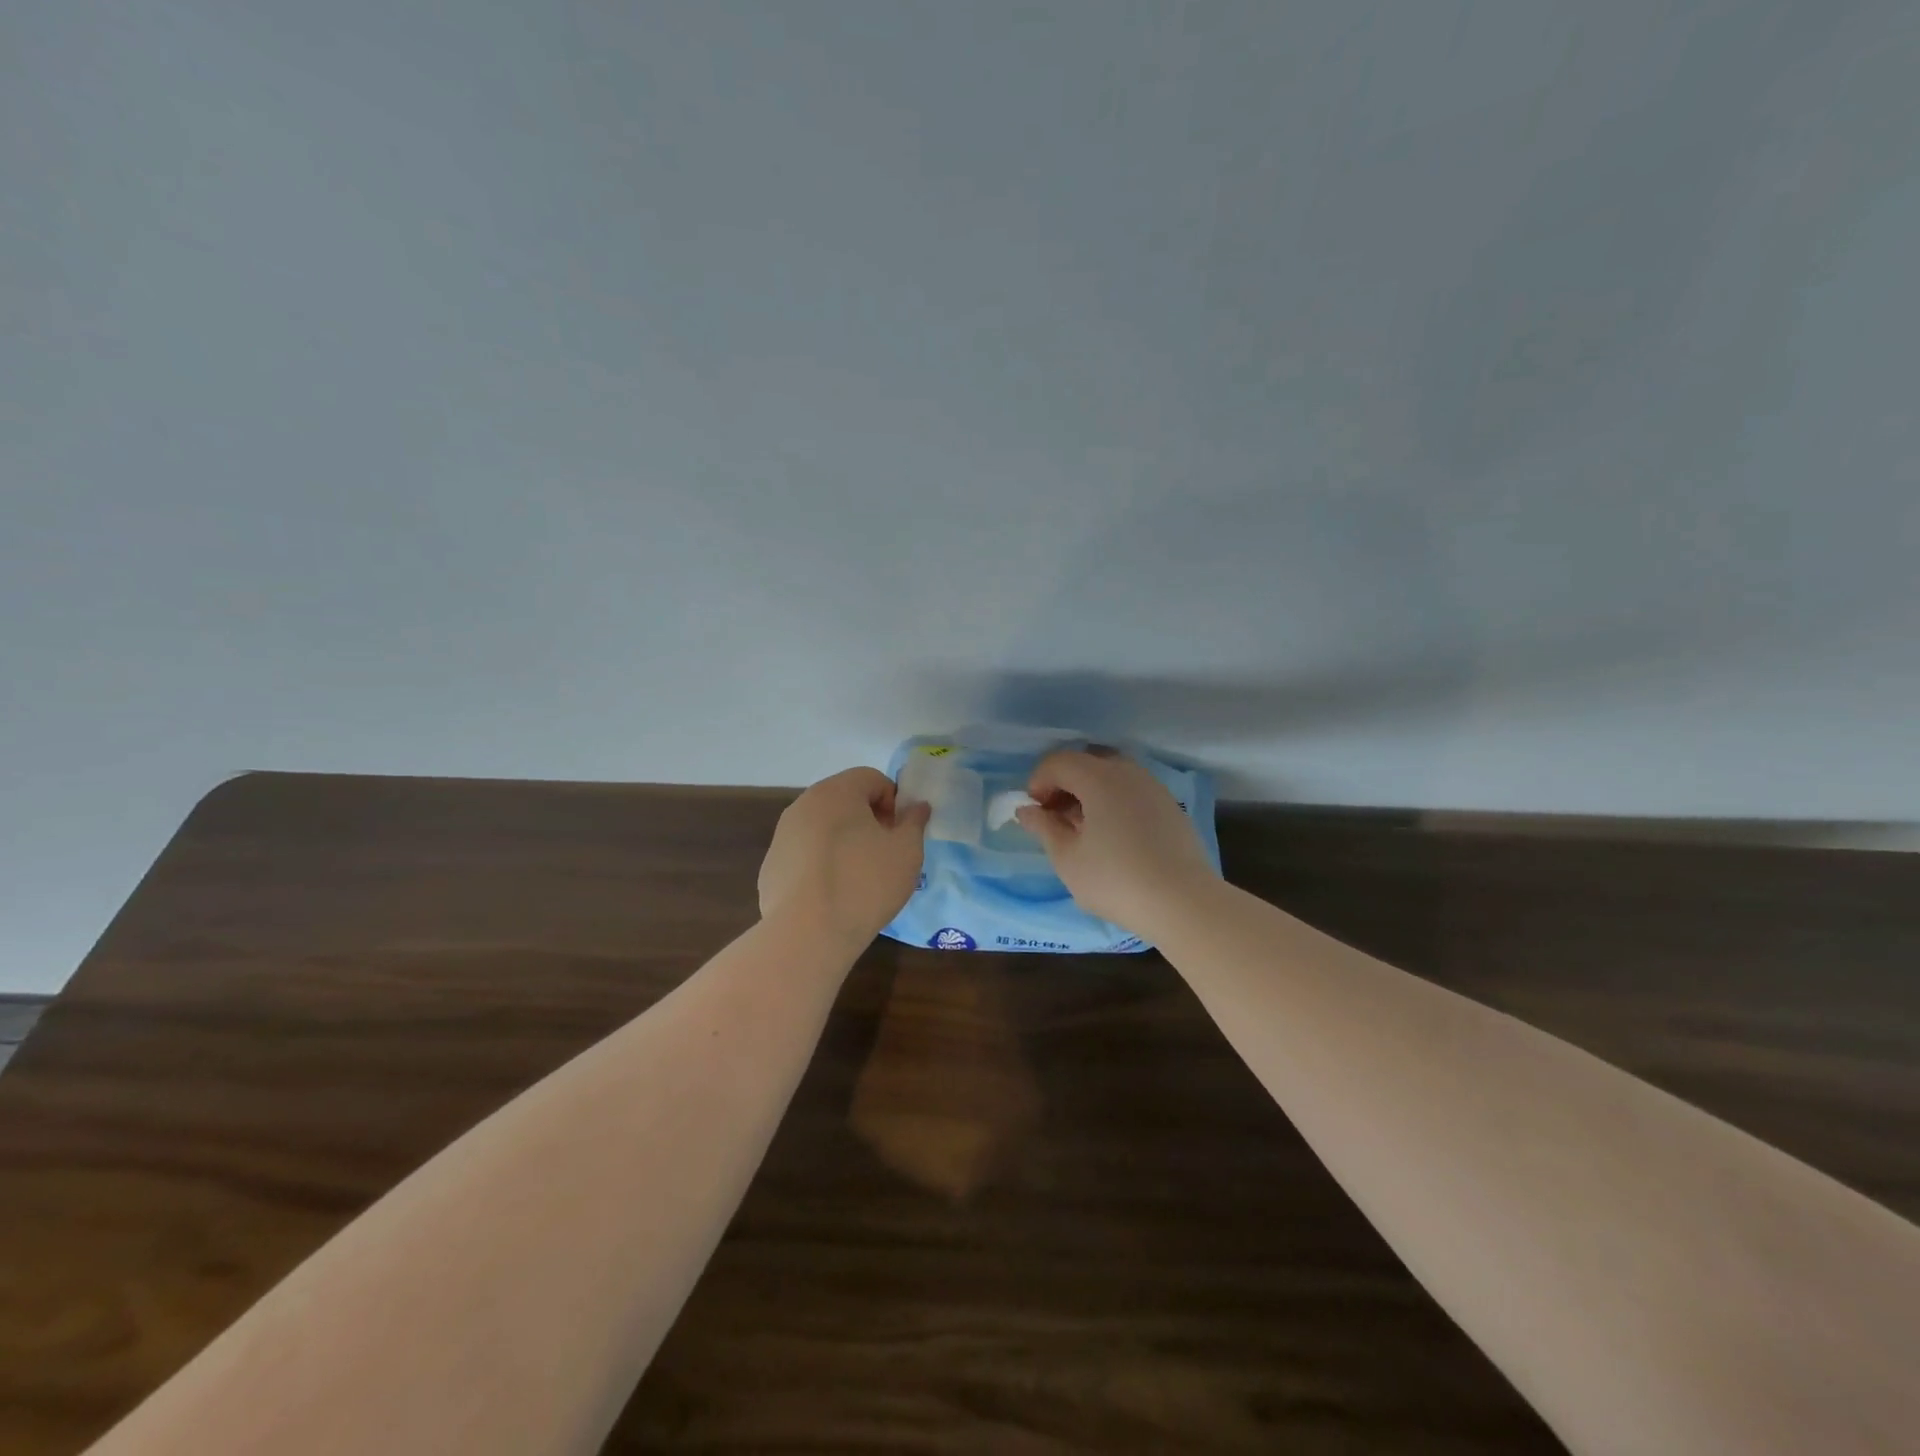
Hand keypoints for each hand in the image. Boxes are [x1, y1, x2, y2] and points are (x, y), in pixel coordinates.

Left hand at [759, 768, 931, 946]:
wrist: (808, 934)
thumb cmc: (865, 883)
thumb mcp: (906, 851)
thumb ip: (914, 822)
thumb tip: (917, 807)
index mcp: (837, 792)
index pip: (872, 778)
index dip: (893, 802)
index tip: (899, 834)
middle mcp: (803, 805)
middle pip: (844, 800)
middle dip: (868, 820)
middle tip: (884, 854)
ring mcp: (782, 836)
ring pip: (822, 828)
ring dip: (843, 842)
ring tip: (858, 878)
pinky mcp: (771, 866)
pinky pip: (805, 855)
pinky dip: (820, 865)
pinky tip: (831, 895)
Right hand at [1015, 748, 1214, 933]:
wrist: (1184, 903)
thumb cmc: (1115, 880)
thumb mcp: (1067, 859)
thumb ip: (1044, 828)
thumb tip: (1026, 810)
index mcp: (1099, 777)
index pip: (1058, 762)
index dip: (1038, 782)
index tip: (1034, 812)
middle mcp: (1128, 772)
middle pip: (1086, 762)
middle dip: (1064, 784)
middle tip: (1055, 817)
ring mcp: (1153, 787)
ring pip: (1111, 775)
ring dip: (1089, 792)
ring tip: (1082, 829)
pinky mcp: (1170, 806)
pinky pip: (1131, 791)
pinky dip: (1113, 801)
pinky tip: (1112, 836)